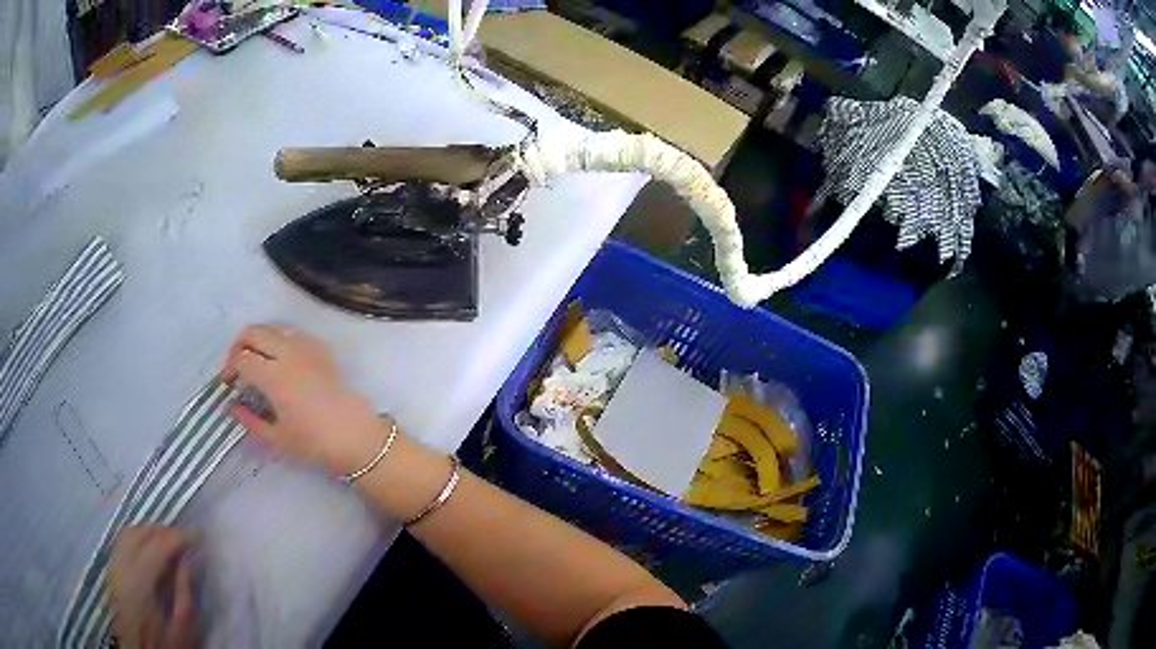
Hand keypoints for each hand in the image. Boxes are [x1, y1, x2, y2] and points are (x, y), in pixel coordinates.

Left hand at [107, 526, 199, 648]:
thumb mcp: (185, 626)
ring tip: (170, 543)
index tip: (198, 536)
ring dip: (150, 533)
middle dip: (163, 531)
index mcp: (140, 583)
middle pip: (140, 534)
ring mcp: (114, 568)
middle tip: (185, 540)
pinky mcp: (113, 571)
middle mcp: (122, 568)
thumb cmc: (168, 643)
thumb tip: (190, 557)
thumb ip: (185, 590)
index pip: (158, 546)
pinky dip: (138, 539)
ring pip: (129, 534)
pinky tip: (151, 551)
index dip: (178, 537)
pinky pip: (123, 543)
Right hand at [221, 324, 384, 474]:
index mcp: (274, 376)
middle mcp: (288, 353)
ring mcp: (306, 347)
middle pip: (253, 332)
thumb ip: (250, 420)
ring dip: (259, 339)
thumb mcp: (277, 438)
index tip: (227, 383)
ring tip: (256, 361)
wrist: (356, 436)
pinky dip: (279, 339)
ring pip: (273, 327)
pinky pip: (293, 333)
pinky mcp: (321, 348)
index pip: (241, 359)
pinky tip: (280, 360)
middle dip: (239, 346)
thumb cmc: (314, 443)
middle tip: (236, 367)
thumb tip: (232, 407)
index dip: (229, 368)